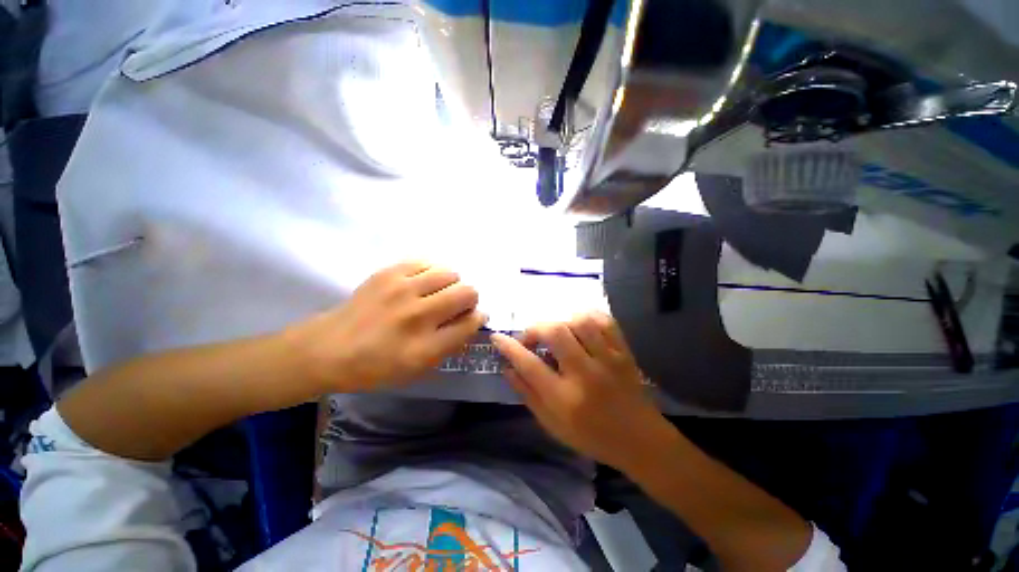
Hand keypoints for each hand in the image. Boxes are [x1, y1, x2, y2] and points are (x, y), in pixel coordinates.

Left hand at [288, 261, 485, 392]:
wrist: (329, 349)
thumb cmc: (377, 366)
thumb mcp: (419, 369)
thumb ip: (452, 344)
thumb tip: (475, 318)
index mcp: (425, 347)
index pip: (471, 323)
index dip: (477, 319)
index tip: (471, 318)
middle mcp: (417, 315)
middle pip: (467, 292)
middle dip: (469, 299)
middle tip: (454, 306)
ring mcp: (401, 290)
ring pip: (450, 273)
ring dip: (451, 284)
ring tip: (437, 293)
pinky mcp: (388, 273)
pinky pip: (427, 262)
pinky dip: (432, 273)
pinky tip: (422, 283)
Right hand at [490, 312, 671, 471]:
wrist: (640, 441)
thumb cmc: (592, 437)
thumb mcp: (552, 425)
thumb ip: (528, 395)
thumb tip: (507, 368)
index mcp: (566, 399)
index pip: (529, 365)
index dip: (509, 348)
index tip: (497, 337)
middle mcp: (586, 374)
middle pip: (555, 332)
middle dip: (536, 329)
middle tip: (531, 338)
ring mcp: (608, 360)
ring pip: (580, 322)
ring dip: (561, 321)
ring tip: (556, 333)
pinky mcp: (624, 352)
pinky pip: (604, 321)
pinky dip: (587, 317)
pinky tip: (579, 325)